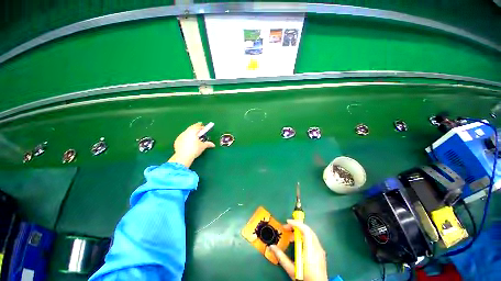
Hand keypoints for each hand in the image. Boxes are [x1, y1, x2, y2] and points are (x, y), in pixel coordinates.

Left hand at [168, 122, 214, 167]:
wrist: (183, 157)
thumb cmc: (194, 150)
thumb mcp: (203, 146)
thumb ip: (208, 144)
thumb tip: (213, 145)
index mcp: (193, 131)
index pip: (198, 126)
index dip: (201, 126)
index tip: (204, 127)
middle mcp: (186, 132)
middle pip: (191, 127)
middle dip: (196, 128)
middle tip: (199, 131)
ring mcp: (180, 136)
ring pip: (187, 132)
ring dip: (191, 133)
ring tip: (195, 137)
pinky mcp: (177, 140)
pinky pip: (183, 137)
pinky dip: (186, 137)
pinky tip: (189, 142)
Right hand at [269, 220, 327, 280]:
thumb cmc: (305, 279)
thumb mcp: (291, 270)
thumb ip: (281, 257)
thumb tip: (272, 247)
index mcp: (310, 251)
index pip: (305, 231)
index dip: (296, 223)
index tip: (287, 222)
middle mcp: (317, 248)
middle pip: (308, 230)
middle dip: (296, 225)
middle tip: (286, 228)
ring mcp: (320, 250)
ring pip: (310, 233)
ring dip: (300, 231)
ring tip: (290, 236)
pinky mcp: (321, 252)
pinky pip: (312, 239)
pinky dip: (304, 236)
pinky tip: (298, 242)